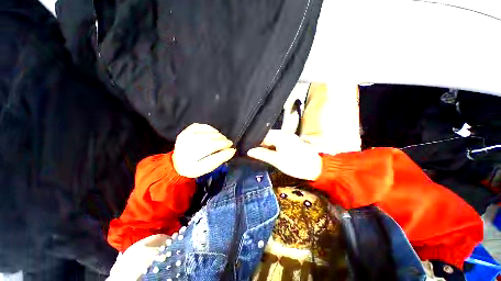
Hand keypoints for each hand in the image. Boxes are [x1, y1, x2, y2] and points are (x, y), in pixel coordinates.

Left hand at [173, 123, 235, 177]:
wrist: (178, 163)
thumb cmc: (195, 167)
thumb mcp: (208, 167)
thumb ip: (220, 159)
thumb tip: (232, 150)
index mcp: (190, 163)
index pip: (210, 156)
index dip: (223, 150)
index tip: (232, 148)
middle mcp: (185, 150)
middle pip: (209, 143)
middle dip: (222, 141)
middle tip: (228, 143)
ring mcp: (184, 138)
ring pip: (206, 134)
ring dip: (218, 135)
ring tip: (222, 139)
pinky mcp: (185, 131)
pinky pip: (200, 126)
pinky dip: (210, 128)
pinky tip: (214, 132)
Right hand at [247, 130, 321, 180]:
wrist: (316, 168)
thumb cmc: (295, 164)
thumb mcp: (277, 160)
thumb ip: (262, 154)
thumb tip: (249, 151)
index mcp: (279, 136)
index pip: (262, 136)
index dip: (254, 142)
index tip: (247, 149)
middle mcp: (283, 133)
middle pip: (267, 136)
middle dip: (259, 144)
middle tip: (251, 152)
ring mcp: (288, 137)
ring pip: (272, 139)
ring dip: (265, 146)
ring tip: (258, 153)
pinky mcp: (291, 142)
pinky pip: (278, 141)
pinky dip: (272, 146)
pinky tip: (269, 152)